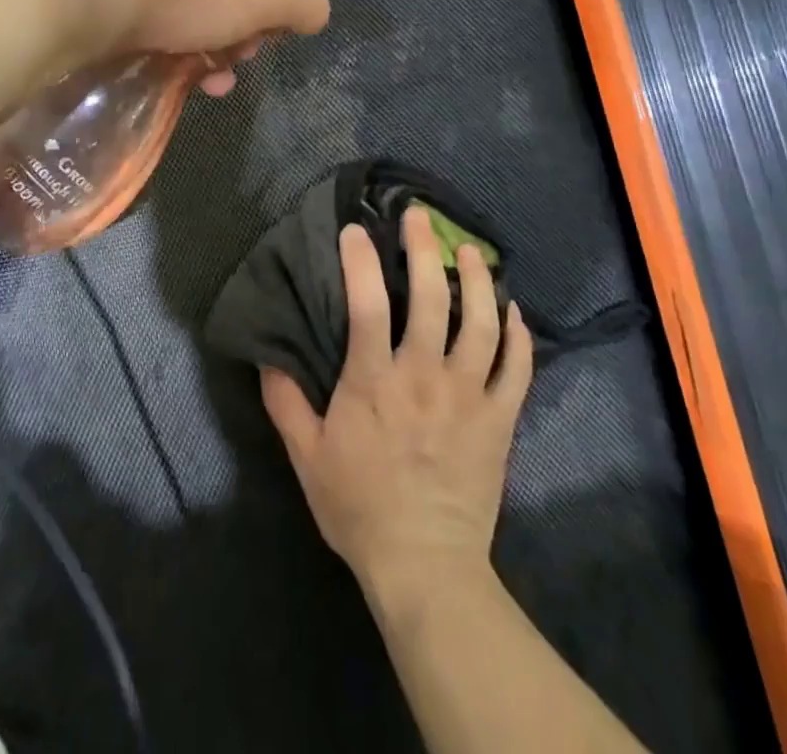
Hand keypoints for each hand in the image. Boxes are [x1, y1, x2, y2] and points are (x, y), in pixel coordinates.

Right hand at [262, 207, 532, 602]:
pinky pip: (518, 368)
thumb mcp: (307, 457)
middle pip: (432, 298)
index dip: (361, 260)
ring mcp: (469, 396)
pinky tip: (513, 310)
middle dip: (425, 249)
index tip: (356, 229)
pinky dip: (519, 335)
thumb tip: (266, 356)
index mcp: (375, 382)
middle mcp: (424, 376)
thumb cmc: (360, 508)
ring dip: (478, 280)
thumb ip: (285, 403)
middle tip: (421, 218)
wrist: (424, 568)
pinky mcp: (500, 420)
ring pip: (482, 323)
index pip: (368, 304)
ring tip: (470, 251)